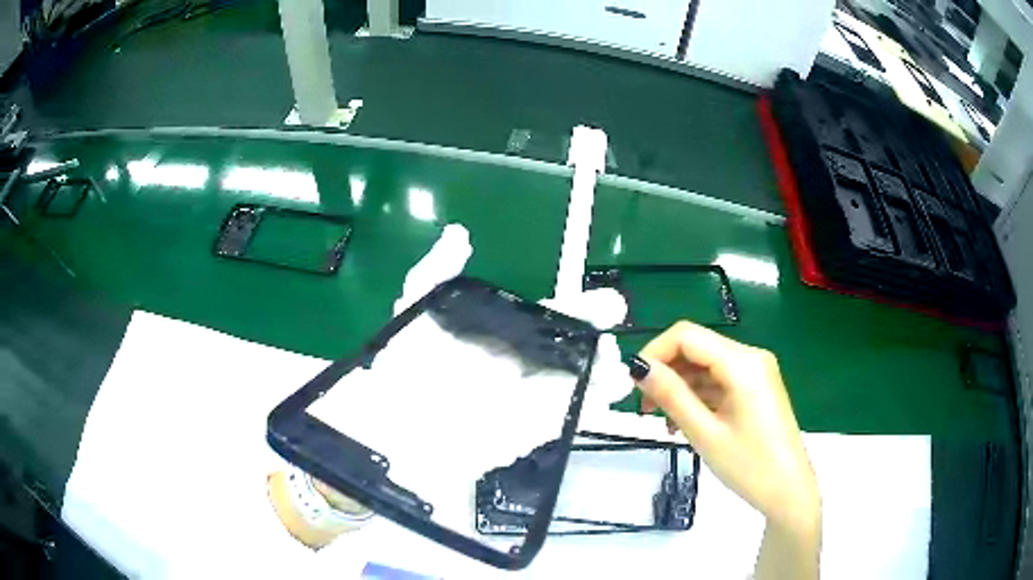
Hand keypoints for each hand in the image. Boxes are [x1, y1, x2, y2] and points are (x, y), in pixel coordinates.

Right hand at [629, 321, 819, 538]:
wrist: (788, 491)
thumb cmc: (749, 466)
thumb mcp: (705, 433)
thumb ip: (671, 396)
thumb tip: (638, 367)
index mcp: (742, 363)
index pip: (687, 335)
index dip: (654, 352)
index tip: (632, 384)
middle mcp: (750, 357)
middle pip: (696, 348)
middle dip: (665, 372)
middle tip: (644, 407)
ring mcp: (755, 372)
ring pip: (705, 366)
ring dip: (679, 387)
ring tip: (663, 422)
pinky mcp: (755, 388)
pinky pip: (719, 381)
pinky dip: (697, 396)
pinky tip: (684, 423)